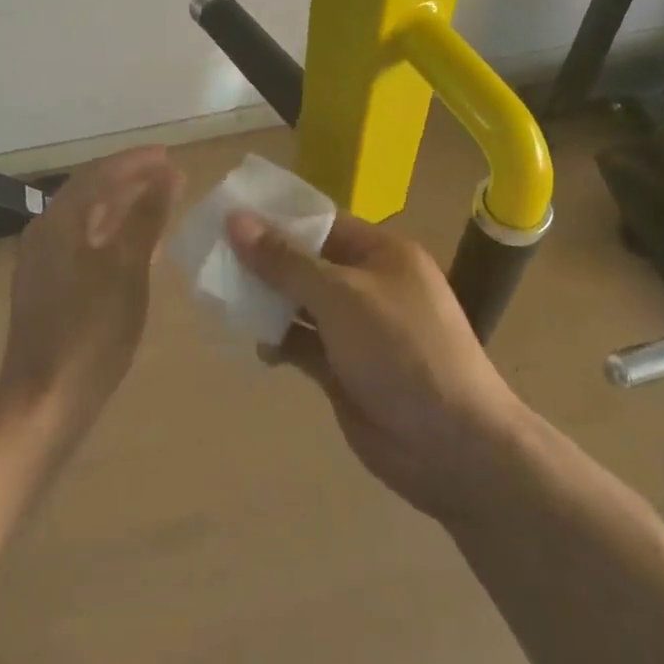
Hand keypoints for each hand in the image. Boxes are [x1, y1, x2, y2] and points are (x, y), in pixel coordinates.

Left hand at [0, 146, 183, 448]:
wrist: (45, 399)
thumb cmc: (91, 331)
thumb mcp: (128, 269)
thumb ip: (146, 218)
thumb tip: (166, 175)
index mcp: (59, 222)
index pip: (99, 173)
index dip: (135, 162)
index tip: (168, 155)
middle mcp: (44, 232)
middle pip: (89, 191)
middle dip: (129, 179)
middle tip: (168, 174)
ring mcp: (42, 261)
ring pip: (86, 218)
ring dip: (122, 205)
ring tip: (158, 201)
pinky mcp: (47, 286)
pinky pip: (83, 243)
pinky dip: (111, 234)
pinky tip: (137, 247)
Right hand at [227, 210, 524, 519]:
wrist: (452, 446)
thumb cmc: (401, 350)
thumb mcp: (341, 296)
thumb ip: (286, 261)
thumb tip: (236, 220)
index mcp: (381, 254)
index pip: (321, 223)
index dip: (276, 219)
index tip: (228, 217)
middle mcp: (368, 285)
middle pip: (306, 264)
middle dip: (264, 262)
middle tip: (211, 259)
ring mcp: (356, 330)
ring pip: (300, 305)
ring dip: (265, 303)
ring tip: (220, 298)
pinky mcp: (344, 370)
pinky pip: (302, 344)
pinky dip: (278, 341)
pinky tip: (253, 343)